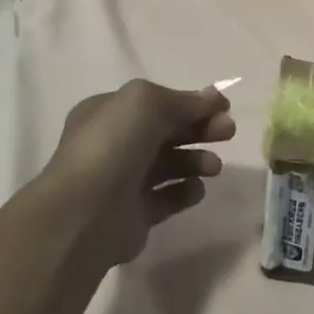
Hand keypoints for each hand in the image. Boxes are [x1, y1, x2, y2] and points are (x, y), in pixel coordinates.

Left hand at [37, 80, 235, 267]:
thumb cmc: (113, 145)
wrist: (85, 213)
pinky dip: (185, 191)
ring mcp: (123, 181)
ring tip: (213, 167)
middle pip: (167, 132)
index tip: (223, 107)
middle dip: (200, 129)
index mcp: (109, 112)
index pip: (156, 103)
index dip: (191, 103)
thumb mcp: (147, 102)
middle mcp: (114, 144)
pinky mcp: (135, 215)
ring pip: (170, 164)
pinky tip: (195, 189)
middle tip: (228, 132)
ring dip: (197, 160)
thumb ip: (183, 100)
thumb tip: (213, 99)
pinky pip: (168, 198)